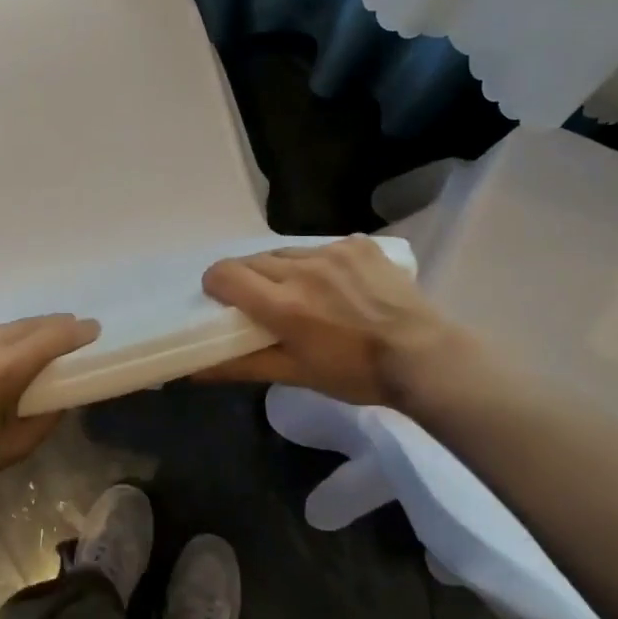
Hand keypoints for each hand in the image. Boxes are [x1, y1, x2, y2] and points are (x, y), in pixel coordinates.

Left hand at [0, 315, 100, 508]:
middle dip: (49, 328)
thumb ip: (45, 417)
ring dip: (13, 336)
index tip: (92, 329)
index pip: (50, 336)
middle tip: (67, 335)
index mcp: (0, 369)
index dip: (76, 332)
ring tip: (21, 351)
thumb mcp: (11, 449)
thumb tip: (60, 394)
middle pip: (24, 325)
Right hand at [199, 237, 464, 407]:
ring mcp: (333, 252)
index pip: (224, 274)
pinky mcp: (358, 244)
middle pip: (253, 261)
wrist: (424, 356)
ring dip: (284, 270)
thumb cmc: (355, 373)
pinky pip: (322, 247)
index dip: (216, 285)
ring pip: (287, 252)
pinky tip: (337, 285)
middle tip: (265, 304)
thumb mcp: (296, 374)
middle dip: (249, 280)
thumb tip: (194, 369)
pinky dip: (319, 264)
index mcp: (283, 304)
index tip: (224, 300)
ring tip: (304, 293)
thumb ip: (242, 365)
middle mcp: (302, 269)